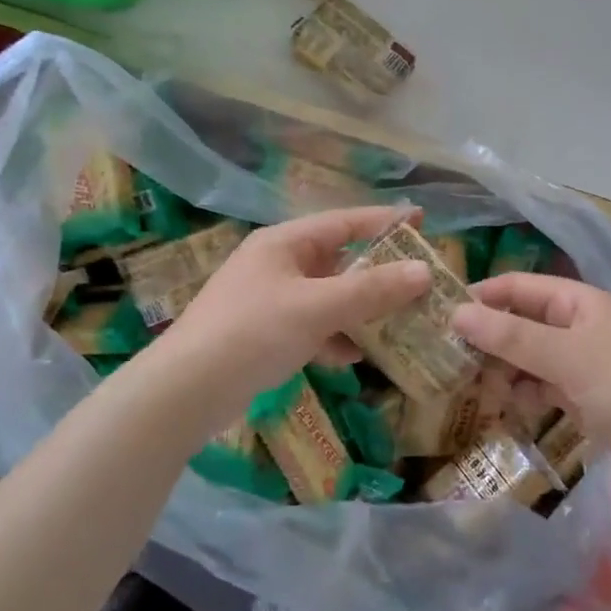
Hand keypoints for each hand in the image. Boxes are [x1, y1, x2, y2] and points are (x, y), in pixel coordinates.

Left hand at [165, 206, 429, 405]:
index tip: (422, 221)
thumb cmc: (253, 332)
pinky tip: (352, 358)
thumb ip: (371, 290)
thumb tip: (423, 272)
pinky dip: (333, 338)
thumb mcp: (318, 307)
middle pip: (338, 260)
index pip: (344, 222)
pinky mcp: (263, 334)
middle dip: (378, 273)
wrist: (186, 390)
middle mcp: (276, 264)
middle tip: (417, 280)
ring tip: (398, 322)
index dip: (384, 220)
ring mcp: (268, 300)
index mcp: (284, 243)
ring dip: (359, 310)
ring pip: (327, 297)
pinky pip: (311, 327)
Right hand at [453, 273, 610, 473]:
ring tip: (476, 391)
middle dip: (488, 342)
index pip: (518, 288)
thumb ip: (512, 337)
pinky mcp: (581, 396)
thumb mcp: (567, 355)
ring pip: (526, 359)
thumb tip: (457, 314)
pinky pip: (540, 387)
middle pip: (519, 325)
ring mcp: (578, 363)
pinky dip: (522, 395)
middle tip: (451, 363)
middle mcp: (575, 326)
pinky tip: (505, 408)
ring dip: (502, 372)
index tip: (442, 315)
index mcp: (577, 302)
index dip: (482, 297)